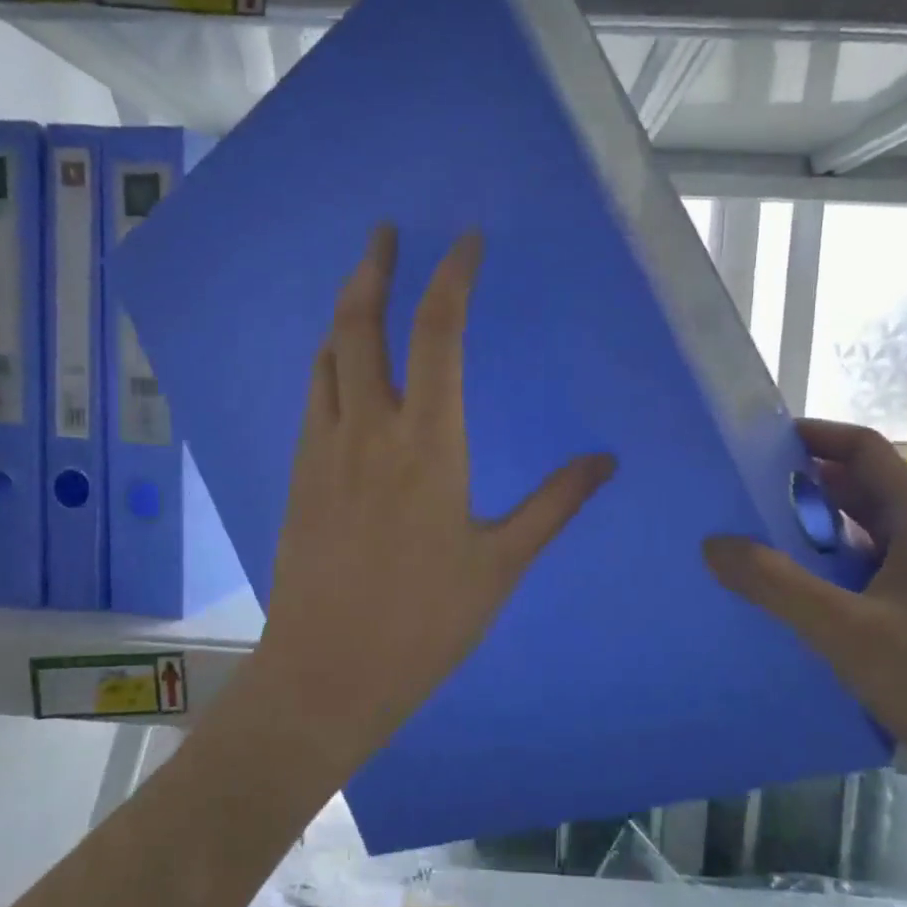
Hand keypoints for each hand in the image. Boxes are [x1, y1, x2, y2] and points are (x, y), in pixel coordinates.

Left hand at [256, 226, 614, 765]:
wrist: (328, 674)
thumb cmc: (425, 622)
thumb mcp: (502, 563)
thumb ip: (555, 503)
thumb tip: (606, 461)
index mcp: (428, 442)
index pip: (439, 333)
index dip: (452, 277)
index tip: (464, 242)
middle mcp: (369, 429)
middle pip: (360, 324)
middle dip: (373, 268)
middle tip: (385, 233)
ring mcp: (325, 449)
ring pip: (327, 356)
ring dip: (345, 312)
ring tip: (364, 288)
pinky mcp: (301, 474)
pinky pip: (314, 396)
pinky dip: (329, 361)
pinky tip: (342, 368)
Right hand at [703, 419, 906, 811]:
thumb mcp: (846, 629)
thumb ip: (776, 584)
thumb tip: (712, 544)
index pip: (865, 450)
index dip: (815, 435)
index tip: (759, 440)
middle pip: (860, 488)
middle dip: (803, 483)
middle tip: (743, 489)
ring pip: (861, 532)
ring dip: (812, 527)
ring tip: (754, 536)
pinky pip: (863, 570)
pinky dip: (825, 567)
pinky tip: (789, 592)